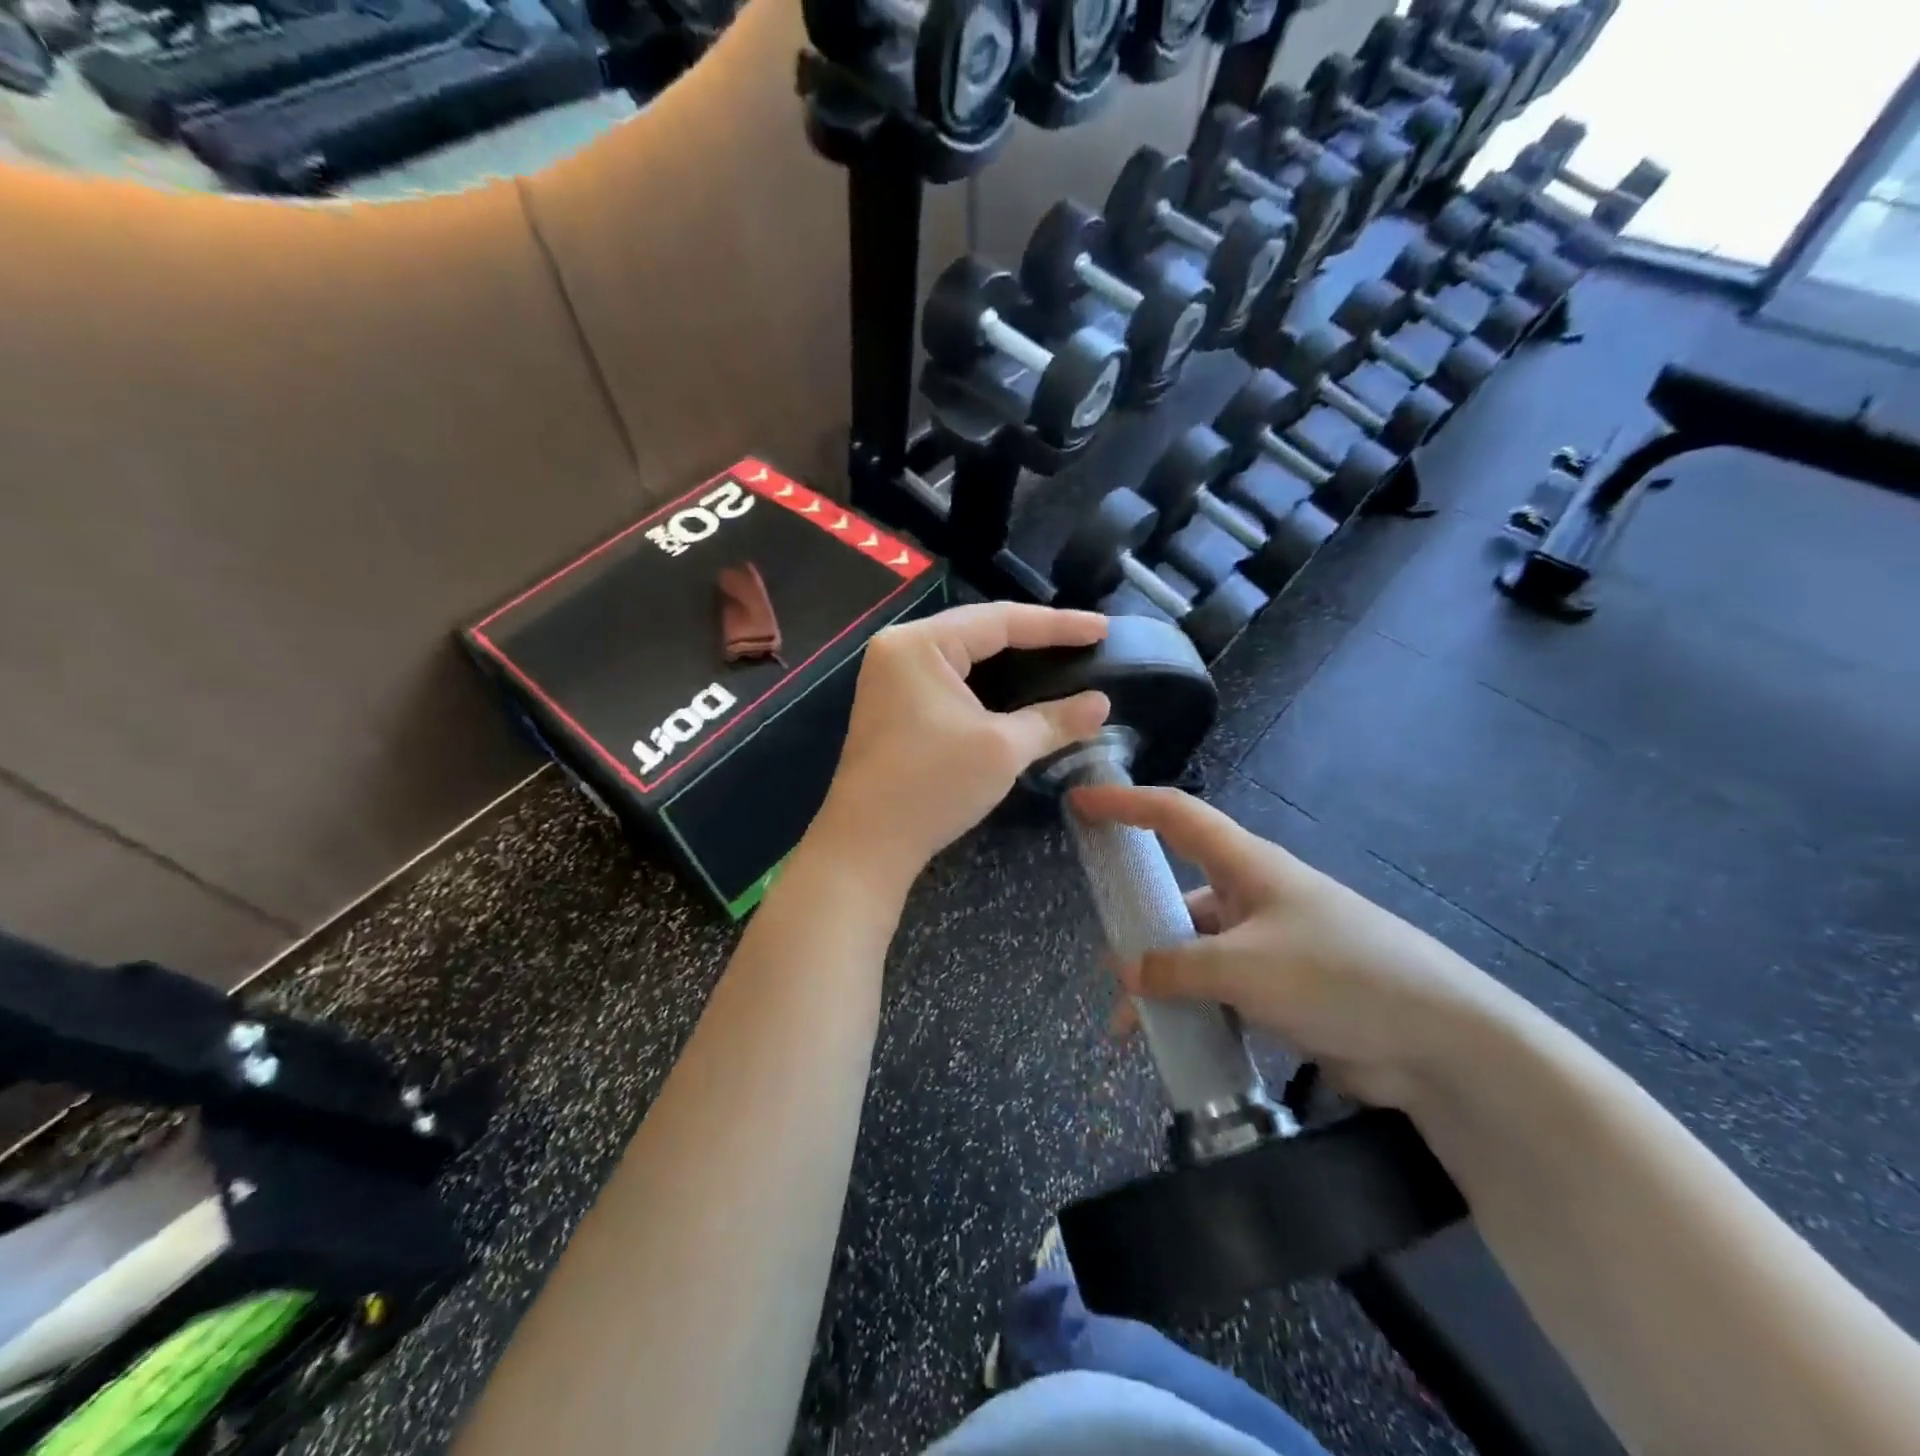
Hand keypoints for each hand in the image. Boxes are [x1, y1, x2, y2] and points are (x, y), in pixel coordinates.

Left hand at [811, 603, 1112, 893]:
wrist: (866, 845)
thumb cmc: (932, 786)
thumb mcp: (1002, 749)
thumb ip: (1054, 720)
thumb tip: (1102, 704)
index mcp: (920, 644)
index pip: (1000, 620)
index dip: (1057, 625)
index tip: (1103, 629)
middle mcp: (900, 649)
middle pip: (980, 631)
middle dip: (1035, 637)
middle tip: (1086, 641)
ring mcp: (892, 678)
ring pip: (965, 656)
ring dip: (1011, 659)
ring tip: (1060, 658)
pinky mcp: (894, 706)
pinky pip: (950, 680)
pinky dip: (987, 683)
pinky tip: (1018, 689)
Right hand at [1070, 785, 1522, 1108]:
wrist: (1441, 1043)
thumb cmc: (1339, 975)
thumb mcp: (1247, 967)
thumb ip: (1177, 967)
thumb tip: (1125, 972)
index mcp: (1247, 866)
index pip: (1175, 815)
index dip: (1125, 804)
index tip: (1080, 803)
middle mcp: (1254, 896)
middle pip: (1179, 896)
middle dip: (1139, 927)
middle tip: (1106, 962)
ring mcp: (1269, 944)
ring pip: (1195, 952)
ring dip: (1163, 983)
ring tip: (1132, 1028)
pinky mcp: (1283, 989)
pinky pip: (1219, 990)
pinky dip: (1193, 1010)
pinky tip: (1177, 1043)